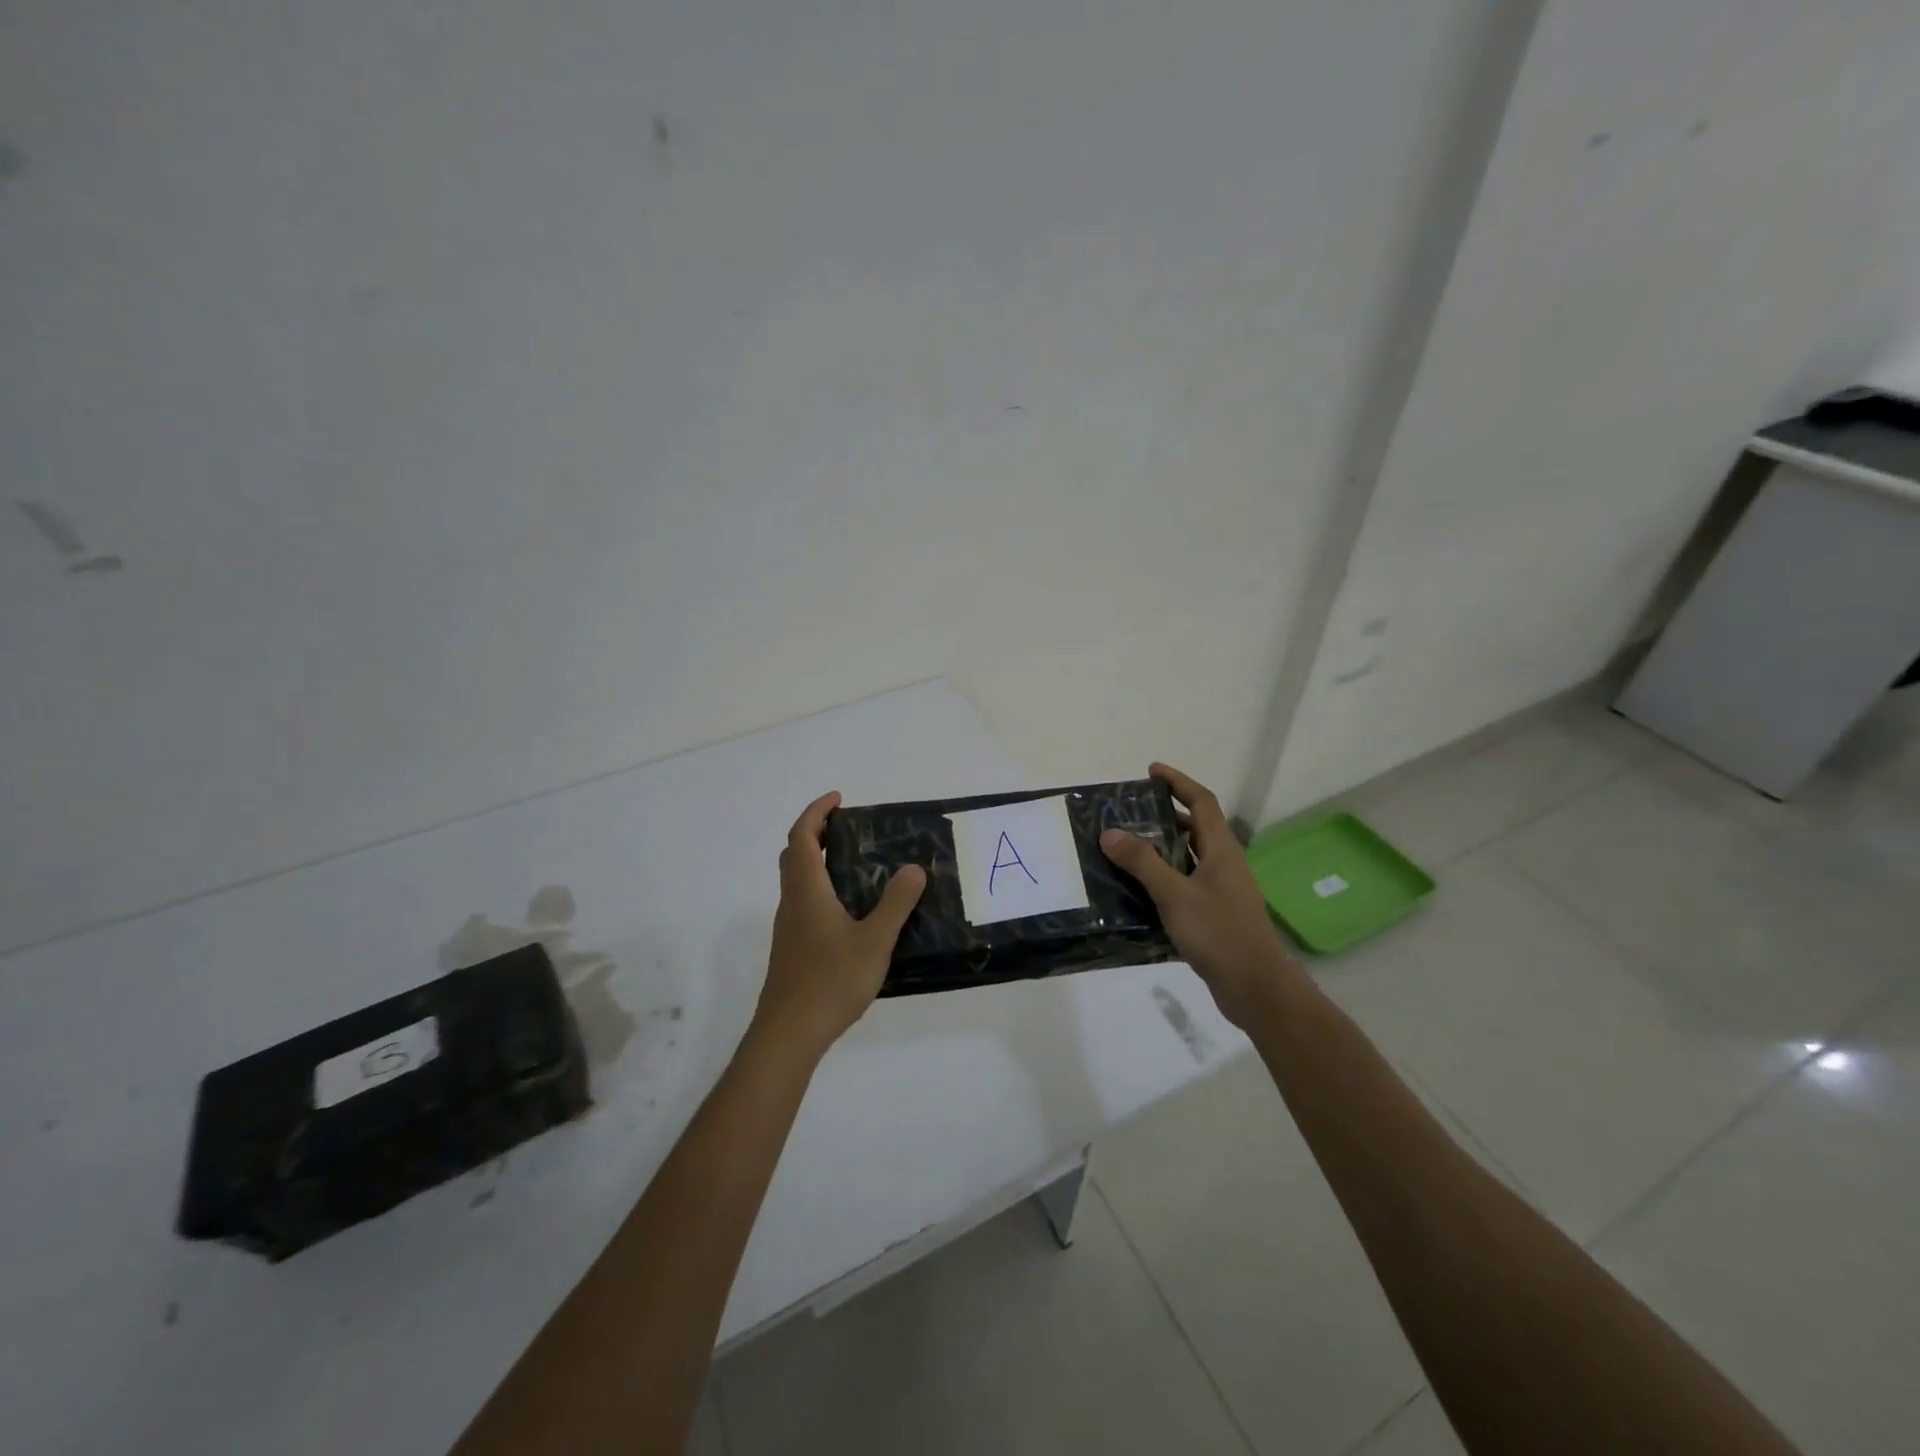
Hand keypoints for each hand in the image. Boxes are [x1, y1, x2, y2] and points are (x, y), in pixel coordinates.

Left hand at [753, 790, 926, 1059]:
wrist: (789, 1033)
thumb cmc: (830, 980)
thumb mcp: (874, 941)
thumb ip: (896, 903)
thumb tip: (914, 868)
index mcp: (807, 891)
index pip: (802, 836)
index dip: (816, 812)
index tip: (838, 799)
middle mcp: (792, 902)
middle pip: (794, 855)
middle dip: (814, 832)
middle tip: (846, 828)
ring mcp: (788, 927)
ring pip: (796, 881)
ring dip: (816, 861)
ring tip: (854, 864)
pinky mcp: (792, 948)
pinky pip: (803, 902)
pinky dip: (820, 888)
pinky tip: (848, 910)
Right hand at [1099, 763, 1300, 1028]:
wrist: (1255, 986)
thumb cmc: (1218, 932)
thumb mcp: (1174, 894)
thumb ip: (1142, 862)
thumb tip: (1110, 832)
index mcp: (1221, 849)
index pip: (1201, 802)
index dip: (1178, 782)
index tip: (1151, 771)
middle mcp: (1224, 863)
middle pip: (1195, 827)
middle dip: (1164, 815)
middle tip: (1129, 814)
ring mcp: (1222, 890)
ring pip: (1189, 857)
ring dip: (1161, 848)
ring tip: (1126, 848)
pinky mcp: (1215, 913)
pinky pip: (1186, 883)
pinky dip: (1163, 878)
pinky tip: (1138, 890)